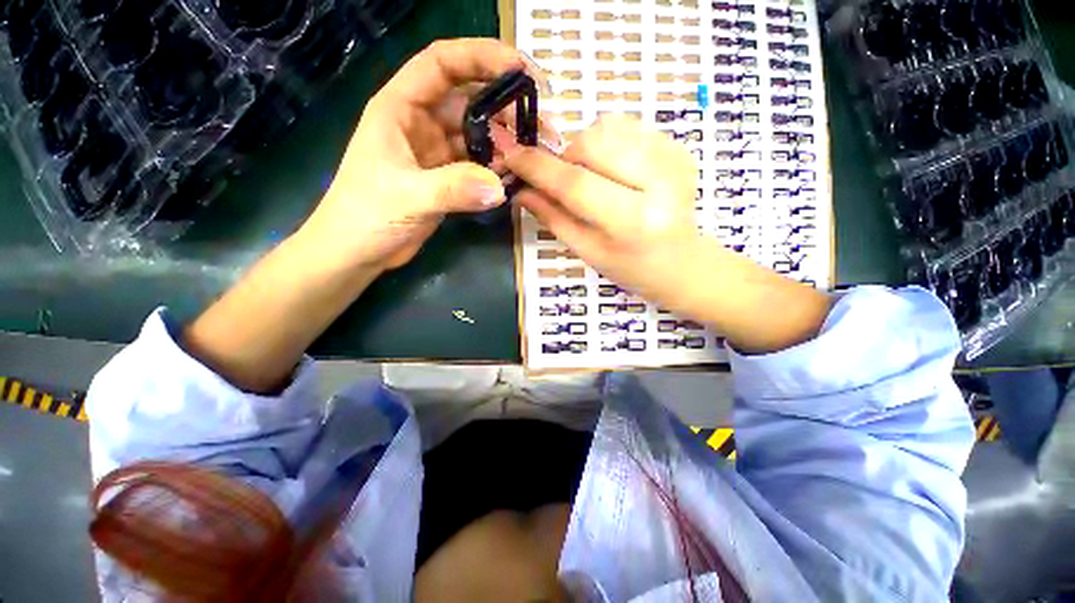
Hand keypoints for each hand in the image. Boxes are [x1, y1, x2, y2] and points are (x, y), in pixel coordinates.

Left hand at [302, 39, 549, 272]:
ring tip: (532, 153)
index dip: (481, 57)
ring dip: (504, 141)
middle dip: (504, 106)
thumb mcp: (407, 197)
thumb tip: (500, 188)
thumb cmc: (365, 215)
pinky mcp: (446, 178)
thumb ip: (453, 189)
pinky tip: (513, 175)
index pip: (442, 64)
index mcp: (400, 107)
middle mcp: (420, 123)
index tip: (521, 68)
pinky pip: (477, 164)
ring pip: (476, 134)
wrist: (358, 251)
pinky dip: (496, 168)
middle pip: (468, 99)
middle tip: (539, 124)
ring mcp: (435, 152)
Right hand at [502, 114, 832, 353]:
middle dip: (566, 157)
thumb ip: (553, 218)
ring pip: (608, 126)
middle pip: (591, 142)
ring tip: (594, 178)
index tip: (512, 156)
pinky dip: (608, 144)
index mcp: (633, 222)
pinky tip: (616, 171)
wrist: (684, 264)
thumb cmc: (632, 268)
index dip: (538, 167)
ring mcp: (674, 158)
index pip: (575, 184)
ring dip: (586, 149)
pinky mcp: (678, 146)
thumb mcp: (587, 251)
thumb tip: (521, 189)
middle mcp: (659, 182)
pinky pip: (627, 126)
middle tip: (565, 181)